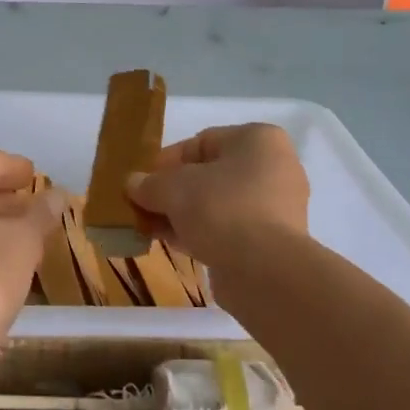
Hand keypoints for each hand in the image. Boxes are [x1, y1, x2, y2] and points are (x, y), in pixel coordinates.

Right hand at [125, 123, 308, 266]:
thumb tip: (132, 184)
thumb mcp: (172, 188)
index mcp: (258, 140)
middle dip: (173, 191)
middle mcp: (274, 167)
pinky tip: (174, 244)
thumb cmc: (220, 209)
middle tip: (144, 206)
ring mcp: (277, 206)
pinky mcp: (273, 240)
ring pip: (218, 203)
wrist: (263, 269)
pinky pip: (230, 228)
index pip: (201, 142)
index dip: (166, 161)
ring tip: (152, 228)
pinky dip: (202, 232)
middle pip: (209, 174)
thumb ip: (149, 183)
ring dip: (184, 214)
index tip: (142, 181)